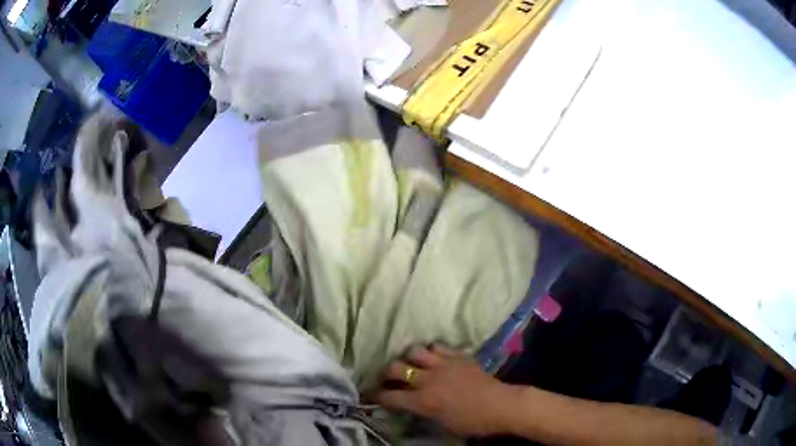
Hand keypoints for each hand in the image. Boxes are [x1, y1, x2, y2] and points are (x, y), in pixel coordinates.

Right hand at [372, 345, 509, 436]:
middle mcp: (428, 380)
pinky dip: (432, 351)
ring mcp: (443, 364)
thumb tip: (413, 404)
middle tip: (388, 377)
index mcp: (423, 401)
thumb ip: (423, 411)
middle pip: (396, 368)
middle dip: (386, 373)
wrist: (500, 405)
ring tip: (413, 364)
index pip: (390, 397)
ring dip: (410, 358)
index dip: (375, 396)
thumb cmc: (472, 422)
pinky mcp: (459, 356)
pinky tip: (435, 357)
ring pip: (415, 351)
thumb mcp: (442, 424)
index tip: (369, 395)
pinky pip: (438, 346)